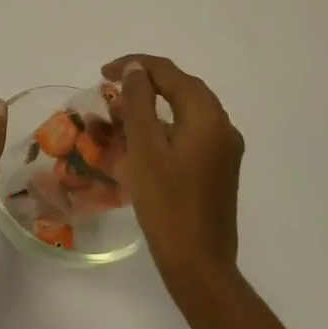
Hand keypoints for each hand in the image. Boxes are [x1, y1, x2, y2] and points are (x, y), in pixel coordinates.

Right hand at [104, 56, 245, 294]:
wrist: (199, 262)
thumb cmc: (166, 202)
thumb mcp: (145, 147)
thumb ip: (139, 101)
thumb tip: (136, 70)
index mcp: (207, 117)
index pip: (170, 73)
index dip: (135, 66)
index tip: (103, 73)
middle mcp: (222, 127)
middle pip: (182, 88)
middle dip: (145, 82)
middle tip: (111, 86)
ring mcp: (224, 150)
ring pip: (186, 111)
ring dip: (154, 105)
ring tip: (120, 112)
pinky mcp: (218, 169)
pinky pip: (190, 133)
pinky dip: (164, 126)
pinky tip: (141, 141)